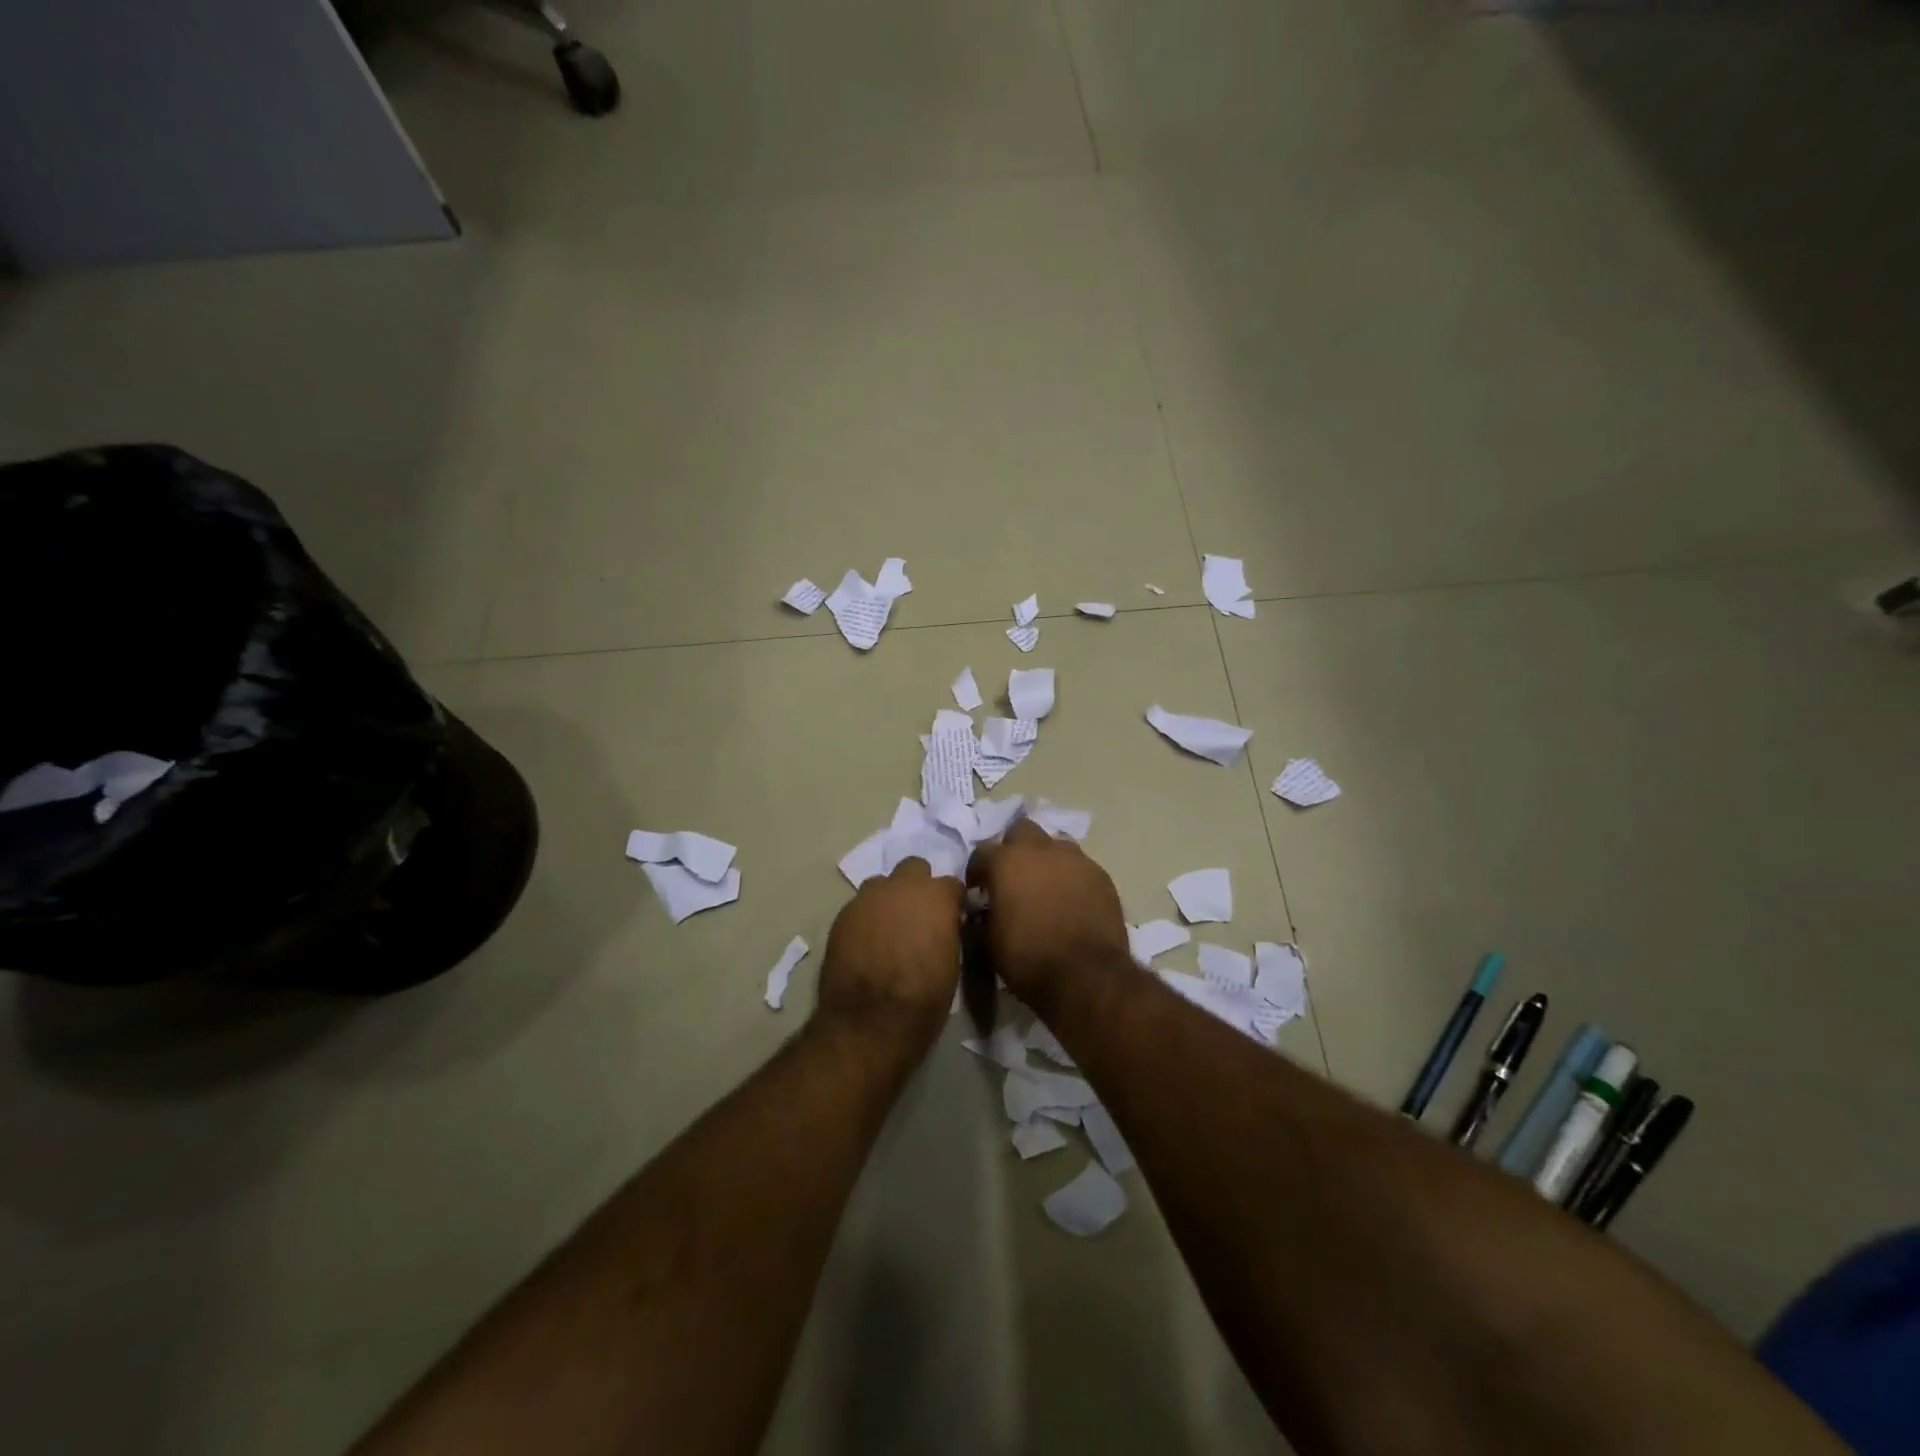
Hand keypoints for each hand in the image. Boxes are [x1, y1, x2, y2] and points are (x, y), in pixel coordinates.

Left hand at [816, 859, 964, 1047]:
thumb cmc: (924, 997)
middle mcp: (900, 887)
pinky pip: (859, 908)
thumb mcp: (952, 962)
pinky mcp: (842, 916)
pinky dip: (866, 919)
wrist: (870, 1021)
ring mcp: (867, 899)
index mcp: (935, 896)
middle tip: (918, 916)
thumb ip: (947, 930)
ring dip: (888, 900)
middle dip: (918, 886)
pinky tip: (867, 944)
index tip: (952, 918)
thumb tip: (944, 925)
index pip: (951, 884)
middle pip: (913, 868)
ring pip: (881, 885)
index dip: (952, 901)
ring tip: (889, 930)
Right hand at [966, 819, 1128, 1006]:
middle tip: (1013, 877)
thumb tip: (982, 910)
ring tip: (1045, 888)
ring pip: (1055, 846)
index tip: (978, 890)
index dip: (977, 871)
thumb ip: (983, 916)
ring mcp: (1075, 859)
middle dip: (1014, 849)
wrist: (1086, 975)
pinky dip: (1071, 878)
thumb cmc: (1028, 958)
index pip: (982, 852)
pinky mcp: (1101, 875)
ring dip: (1046, 861)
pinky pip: (1080, 867)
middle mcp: (1041, 849)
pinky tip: (1071, 902)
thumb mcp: (990, 942)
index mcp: (1007, 862)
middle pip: (1022, 831)